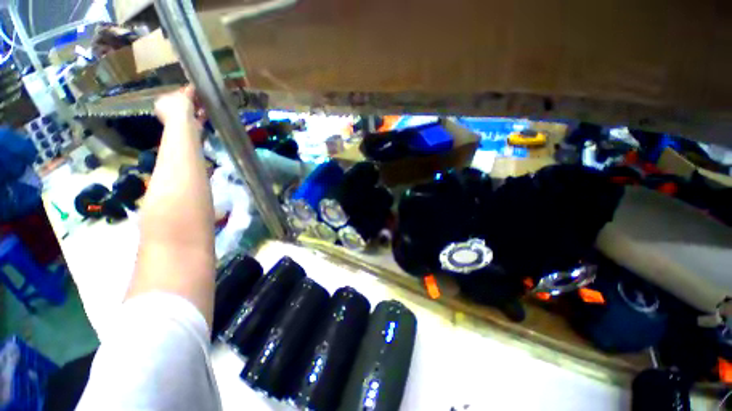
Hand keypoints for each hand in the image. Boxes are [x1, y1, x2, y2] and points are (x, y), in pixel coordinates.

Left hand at [154, 86, 205, 124]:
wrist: (185, 125)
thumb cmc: (180, 108)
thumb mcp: (184, 94)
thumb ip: (189, 90)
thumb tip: (192, 85)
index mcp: (162, 101)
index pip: (173, 94)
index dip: (183, 92)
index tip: (192, 90)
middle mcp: (167, 111)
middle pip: (181, 103)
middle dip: (190, 101)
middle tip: (198, 97)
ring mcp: (177, 119)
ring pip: (189, 111)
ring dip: (196, 108)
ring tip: (203, 104)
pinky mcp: (188, 125)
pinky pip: (196, 118)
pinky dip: (201, 115)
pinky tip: (205, 111)